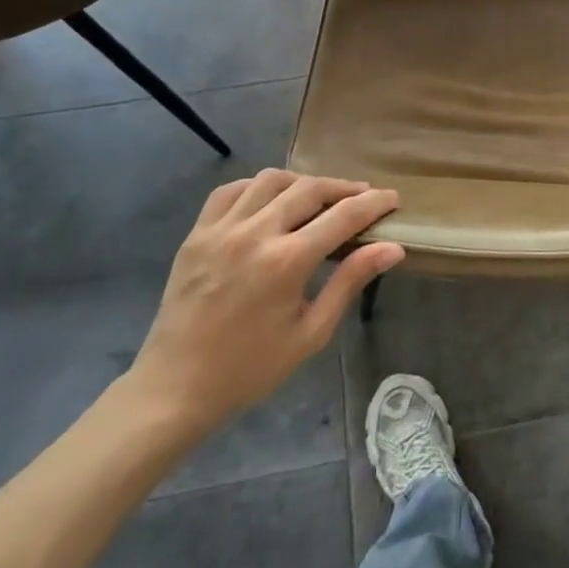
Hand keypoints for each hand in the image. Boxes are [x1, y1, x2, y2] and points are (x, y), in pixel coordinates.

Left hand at [124, 170, 402, 435]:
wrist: (176, 387)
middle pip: (310, 189)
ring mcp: (222, 229)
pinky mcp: (197, 233)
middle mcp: (255, 233)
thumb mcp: (311, 332)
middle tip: (362, 196)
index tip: (392, 198)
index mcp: (287, 261)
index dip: (373, 203)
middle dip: (343, 187)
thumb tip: (392, 248)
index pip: (343, 215)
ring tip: (318, 196)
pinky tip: (270, 200)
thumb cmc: (251, 367)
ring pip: (271, 180)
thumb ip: (350, 281)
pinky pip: (231, 191)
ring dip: (302, 182)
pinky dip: (257, 187)